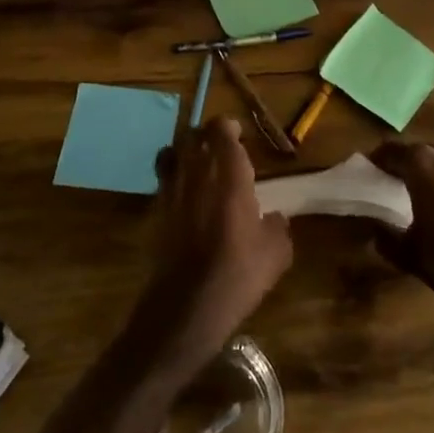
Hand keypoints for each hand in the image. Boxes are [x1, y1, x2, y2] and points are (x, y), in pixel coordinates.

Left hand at [133, 117, 292, 368]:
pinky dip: (172, 179)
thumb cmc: (239, 271)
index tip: (238, 135)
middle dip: (204, 136)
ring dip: (183, 153)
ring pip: (170, 152)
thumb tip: (275, 217)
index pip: (220, 129)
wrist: (188, 304)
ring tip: (197, 167)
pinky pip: (162, 180)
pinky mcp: (155, 211)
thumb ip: (278, 225)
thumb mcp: (277, 251)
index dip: (228, 127)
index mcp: (229, 173)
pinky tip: (186, 198)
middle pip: (191, 135)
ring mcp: (171, 190)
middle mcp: (196, 172)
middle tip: (219, 149)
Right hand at [372, 141, 433, 306]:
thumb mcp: (410, 254)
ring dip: (427, 171)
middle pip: (416, 151)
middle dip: (401, 164)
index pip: (389, 151)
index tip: (367, 173)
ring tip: (418, 192)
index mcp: (421, 164)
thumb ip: (385, 237)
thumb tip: (372, 228)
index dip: (376, 161)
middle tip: (389, 182)